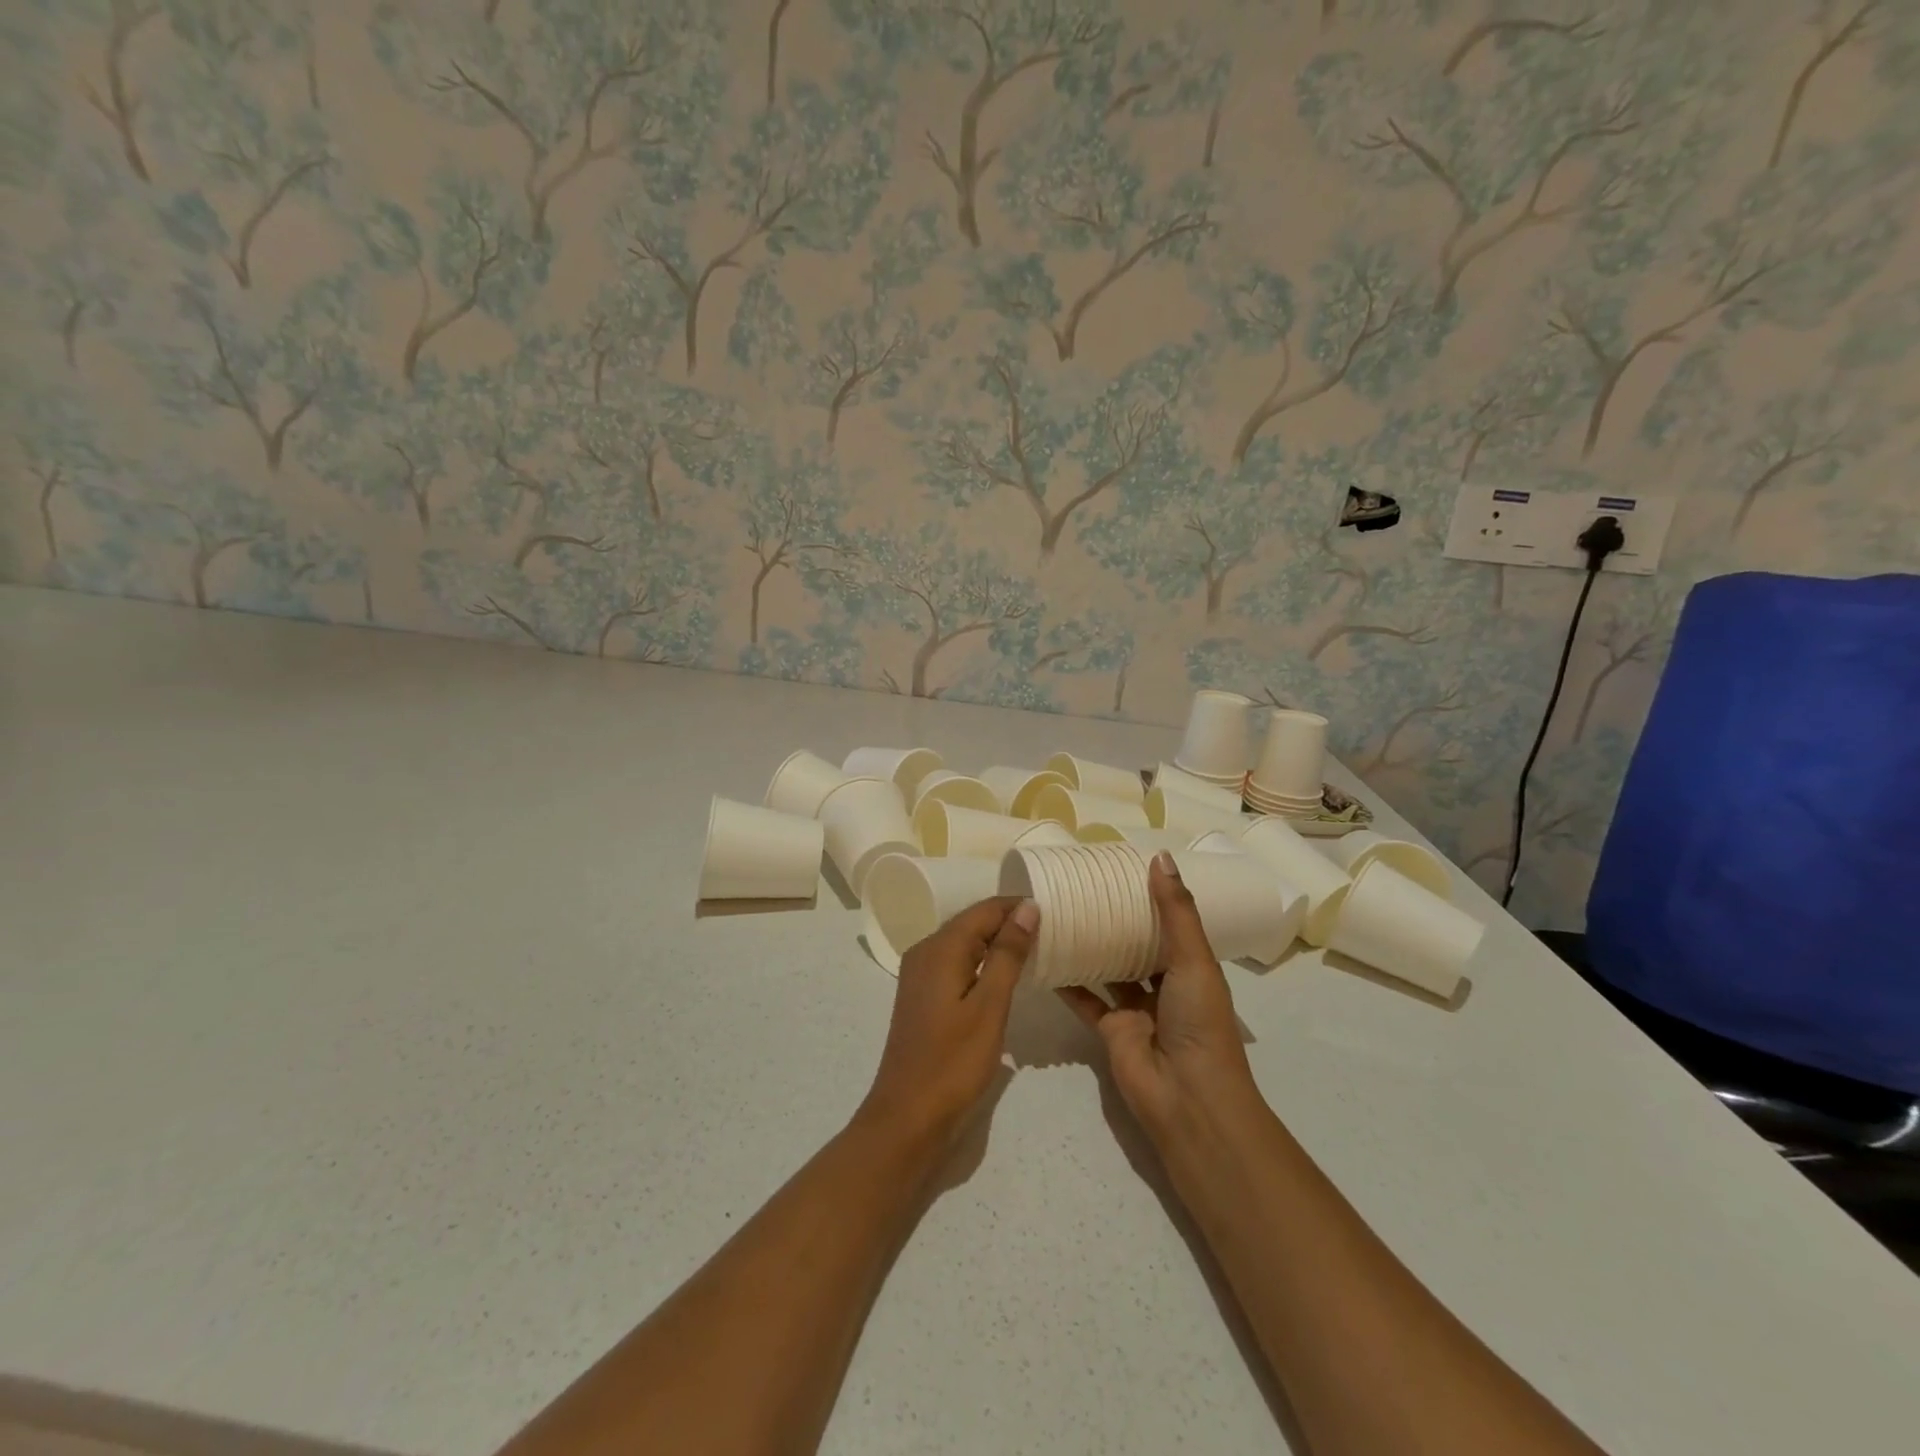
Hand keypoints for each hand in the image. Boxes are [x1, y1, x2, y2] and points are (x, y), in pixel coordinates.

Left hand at [858, 897, 1037, 1147]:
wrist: (908, 1117)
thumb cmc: (954, 1061)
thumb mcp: (989, 1006)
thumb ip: (1008, 953)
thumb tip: (1027, 907)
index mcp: (940, 947)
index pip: (985, 910)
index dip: (1019, 907)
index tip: (1056, 913)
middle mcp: (925, 951)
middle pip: (973, 923)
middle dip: (1010, 923)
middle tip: (1054, 932)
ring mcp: (920, 974)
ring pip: (965, 944)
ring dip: (998, 944)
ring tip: (1038, 951)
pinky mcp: (923, 996)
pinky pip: (957, 964)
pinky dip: (983, 964)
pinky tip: (1005, 978)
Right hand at [1058, 853, 1260, 1140]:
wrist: (1187, 1097)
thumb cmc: (1199, 1022)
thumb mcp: (1194, 959)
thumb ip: (1175, 911)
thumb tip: (1160, 856)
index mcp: (1192, 968)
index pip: (1171, 924)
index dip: (1152, 898)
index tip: (1123, 869)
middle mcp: (1164, 986)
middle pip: (1138, 945)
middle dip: (1117, 920)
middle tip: (1085, 885)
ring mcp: (1135, 1009)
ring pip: (1109, 969)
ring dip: (1091, 945)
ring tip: (1061, 911)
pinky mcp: (1108, 1030)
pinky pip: (1084, 998)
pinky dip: (1067, 980)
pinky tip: (1045, 954)